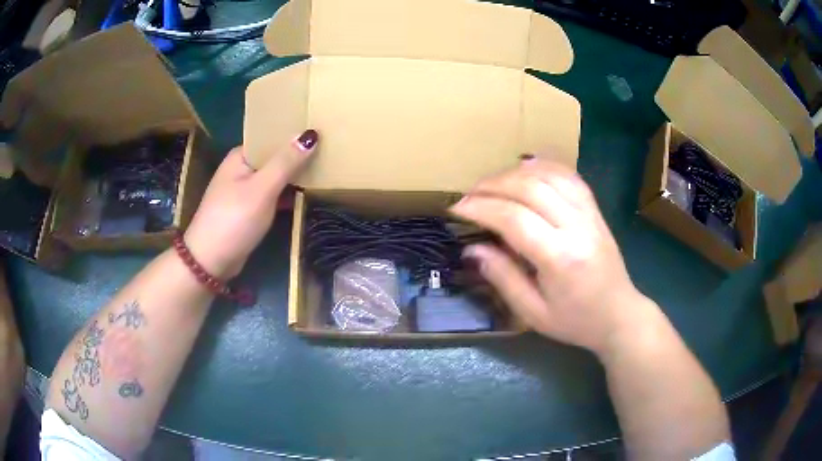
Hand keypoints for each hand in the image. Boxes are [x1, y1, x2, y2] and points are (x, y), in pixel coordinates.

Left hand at [184, 130, 318, 278]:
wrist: (210, 261)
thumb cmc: (234, 220)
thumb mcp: (262, 189)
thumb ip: (286, 162)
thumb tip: (311, 134)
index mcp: (241, 156)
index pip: (271, 137)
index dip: (294, 135)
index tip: (322, 134)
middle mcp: (241, 169)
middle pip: (274, 157)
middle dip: (297, 156)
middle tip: (329, 153)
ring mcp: (243, 190)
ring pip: (274, 177)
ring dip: (293, 176)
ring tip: (324, 170)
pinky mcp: (248, 209)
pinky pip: (271, 195)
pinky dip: (286, 194)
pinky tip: (304, 195)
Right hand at [450, 155, 647, 355]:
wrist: (619, 314)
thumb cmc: (575, 321)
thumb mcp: (533, 313)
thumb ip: (502, 277)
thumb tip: (473, 248)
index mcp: (560, 258)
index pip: (514, 218)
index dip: (481, 208)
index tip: (457, 208)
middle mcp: (577, 227)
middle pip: (530, 187)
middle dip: (493, 185)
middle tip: (469, 195)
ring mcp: (590, 214)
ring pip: (549, 175)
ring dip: (515, 172)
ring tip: (492, 183)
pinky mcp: (595, 209)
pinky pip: (568, 176)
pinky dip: (543, 166)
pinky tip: (525, 168)